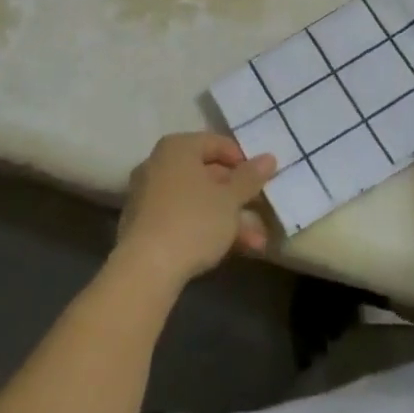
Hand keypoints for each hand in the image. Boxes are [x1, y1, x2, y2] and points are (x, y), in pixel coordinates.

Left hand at [114, 133, 276, 289]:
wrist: (145, 268)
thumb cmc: (193, 220)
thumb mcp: (229, 199)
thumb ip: (250, 177)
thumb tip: (268, 157)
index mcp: (177, 148)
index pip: (216, 143)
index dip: (242, 160)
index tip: (261, 180)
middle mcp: (158, 165)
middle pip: (206, 174)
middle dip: (237, 197)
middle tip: (261, 212)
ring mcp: (148, 196)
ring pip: (197, 201)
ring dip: (228, 219)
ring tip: (257, 242)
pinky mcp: (144, 225)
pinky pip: (182, 218)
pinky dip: (205, 229)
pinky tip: (231, 250)